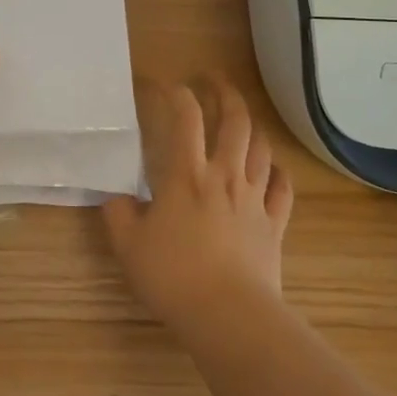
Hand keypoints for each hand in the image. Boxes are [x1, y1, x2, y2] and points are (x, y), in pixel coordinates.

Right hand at [102, 79, 293, 332]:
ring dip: (251, 126)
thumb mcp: (128, 246)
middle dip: (225, 92)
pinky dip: (278, 171)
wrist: (229, 316)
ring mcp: (254, 198)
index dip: (174, 92)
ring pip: (261, 147)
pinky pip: (283, 187)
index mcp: (186, 174)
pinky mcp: (275, 223)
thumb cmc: (174, 276)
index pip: (185, 116)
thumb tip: (114, 196)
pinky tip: (271, 168)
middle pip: (235, 120)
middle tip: (213, 80)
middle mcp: (224, 175)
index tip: (161, 84)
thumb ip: (117, 214)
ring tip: (240, 119)